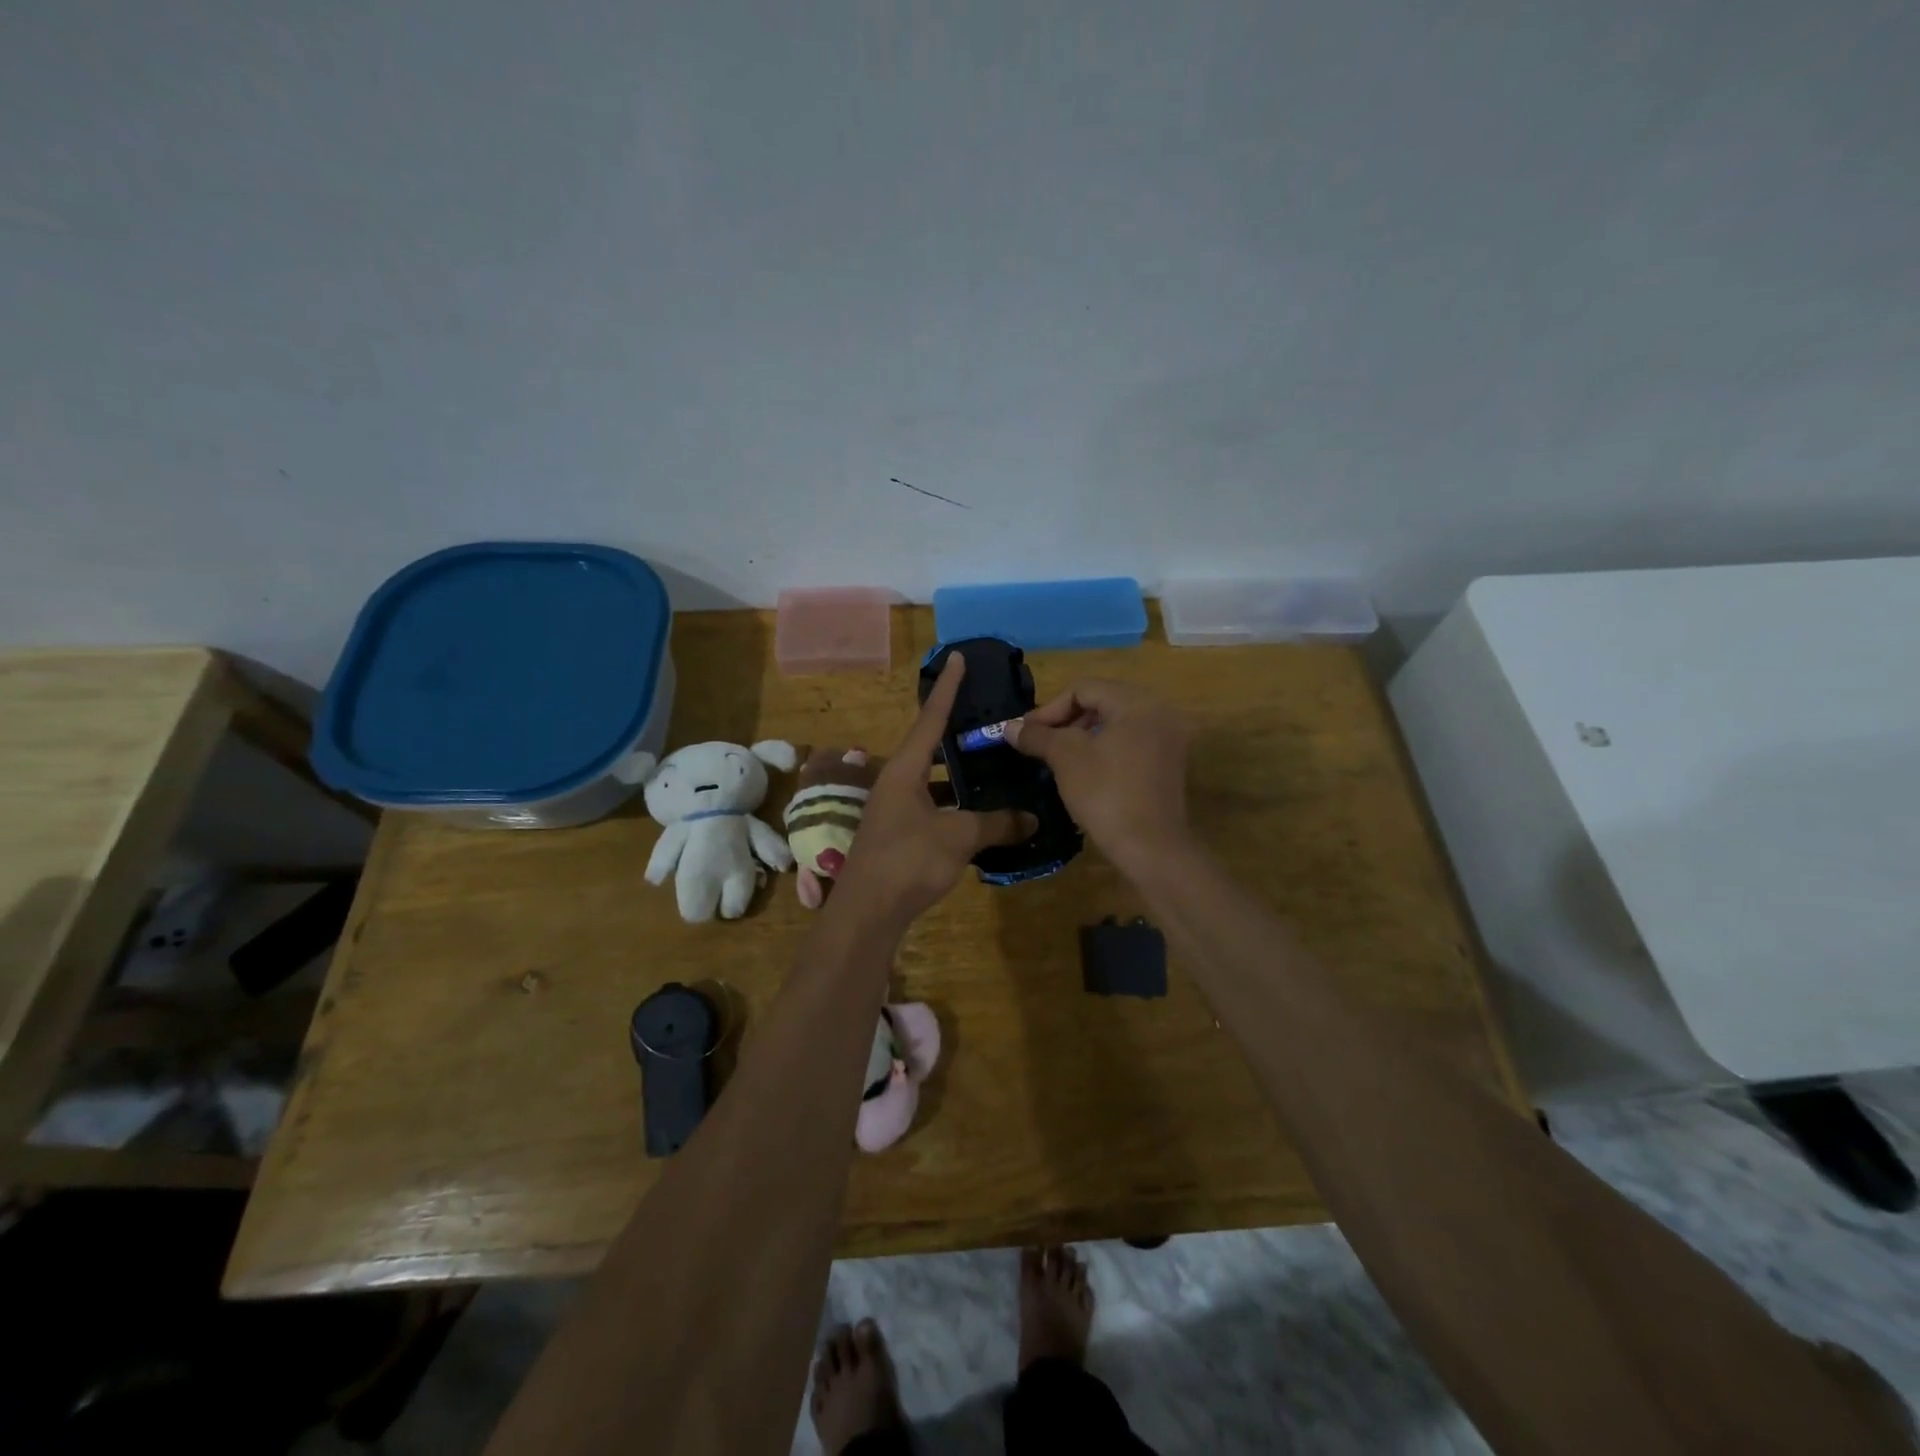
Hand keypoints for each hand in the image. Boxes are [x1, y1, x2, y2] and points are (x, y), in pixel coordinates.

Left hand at [834, 654, 1035, 926]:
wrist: (867, 913)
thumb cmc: (908, 861)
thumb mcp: (958, 837)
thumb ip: (996, 823)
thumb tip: (1031, 818)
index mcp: (905, 770)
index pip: (931, 718)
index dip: (948, 688)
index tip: (958, 657)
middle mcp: (896, 783)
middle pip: (931, 748)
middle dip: (958, 734)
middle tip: (990, 722)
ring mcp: (895, 810)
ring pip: (934, 782)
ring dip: (960, 777)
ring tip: (995, 768)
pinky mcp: (900, 836)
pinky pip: (933, 808)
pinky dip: (956, 807)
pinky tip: (981, 817)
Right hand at [1006, 679, 1193, 875]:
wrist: (1150, 848)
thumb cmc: (1106, 794)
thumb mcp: (1066, 758)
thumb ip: (1037, 736)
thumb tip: (1009, 727)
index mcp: (1139, 703)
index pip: (1085, 688)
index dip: (1050, 708)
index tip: (1026, 732)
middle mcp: (1161, 713)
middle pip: (1103, 702)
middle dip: (1067, 720)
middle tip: (1040, 742)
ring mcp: (1170, 740)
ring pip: (1116, 724)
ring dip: (1083, 735)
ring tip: (1058, 756)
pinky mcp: (1170, 765)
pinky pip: (1131, 743)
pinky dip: (1105, 749)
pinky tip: (1084, 771)